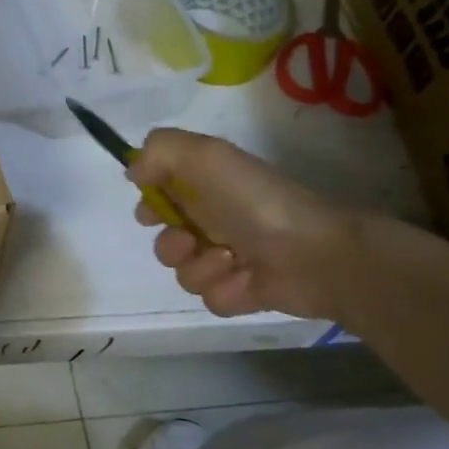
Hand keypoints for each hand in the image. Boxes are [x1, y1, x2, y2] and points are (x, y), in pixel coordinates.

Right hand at [127, 129, 361, 320]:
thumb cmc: (256, 201)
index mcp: (208, 187)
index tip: (152, 210)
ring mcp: (229, 259)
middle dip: (170, 243)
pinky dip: (224, 289)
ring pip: (182, 271)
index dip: (150, 204)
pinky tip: (245, 281)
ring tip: (230, 259)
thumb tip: (134, 174)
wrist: (314, 254)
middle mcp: (216, 221)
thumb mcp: (206, 156)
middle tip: (189, 238)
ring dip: (199, 266)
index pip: (161, 195)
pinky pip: (209, 298)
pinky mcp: (241, 292)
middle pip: (165, 239)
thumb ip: (159, 151)